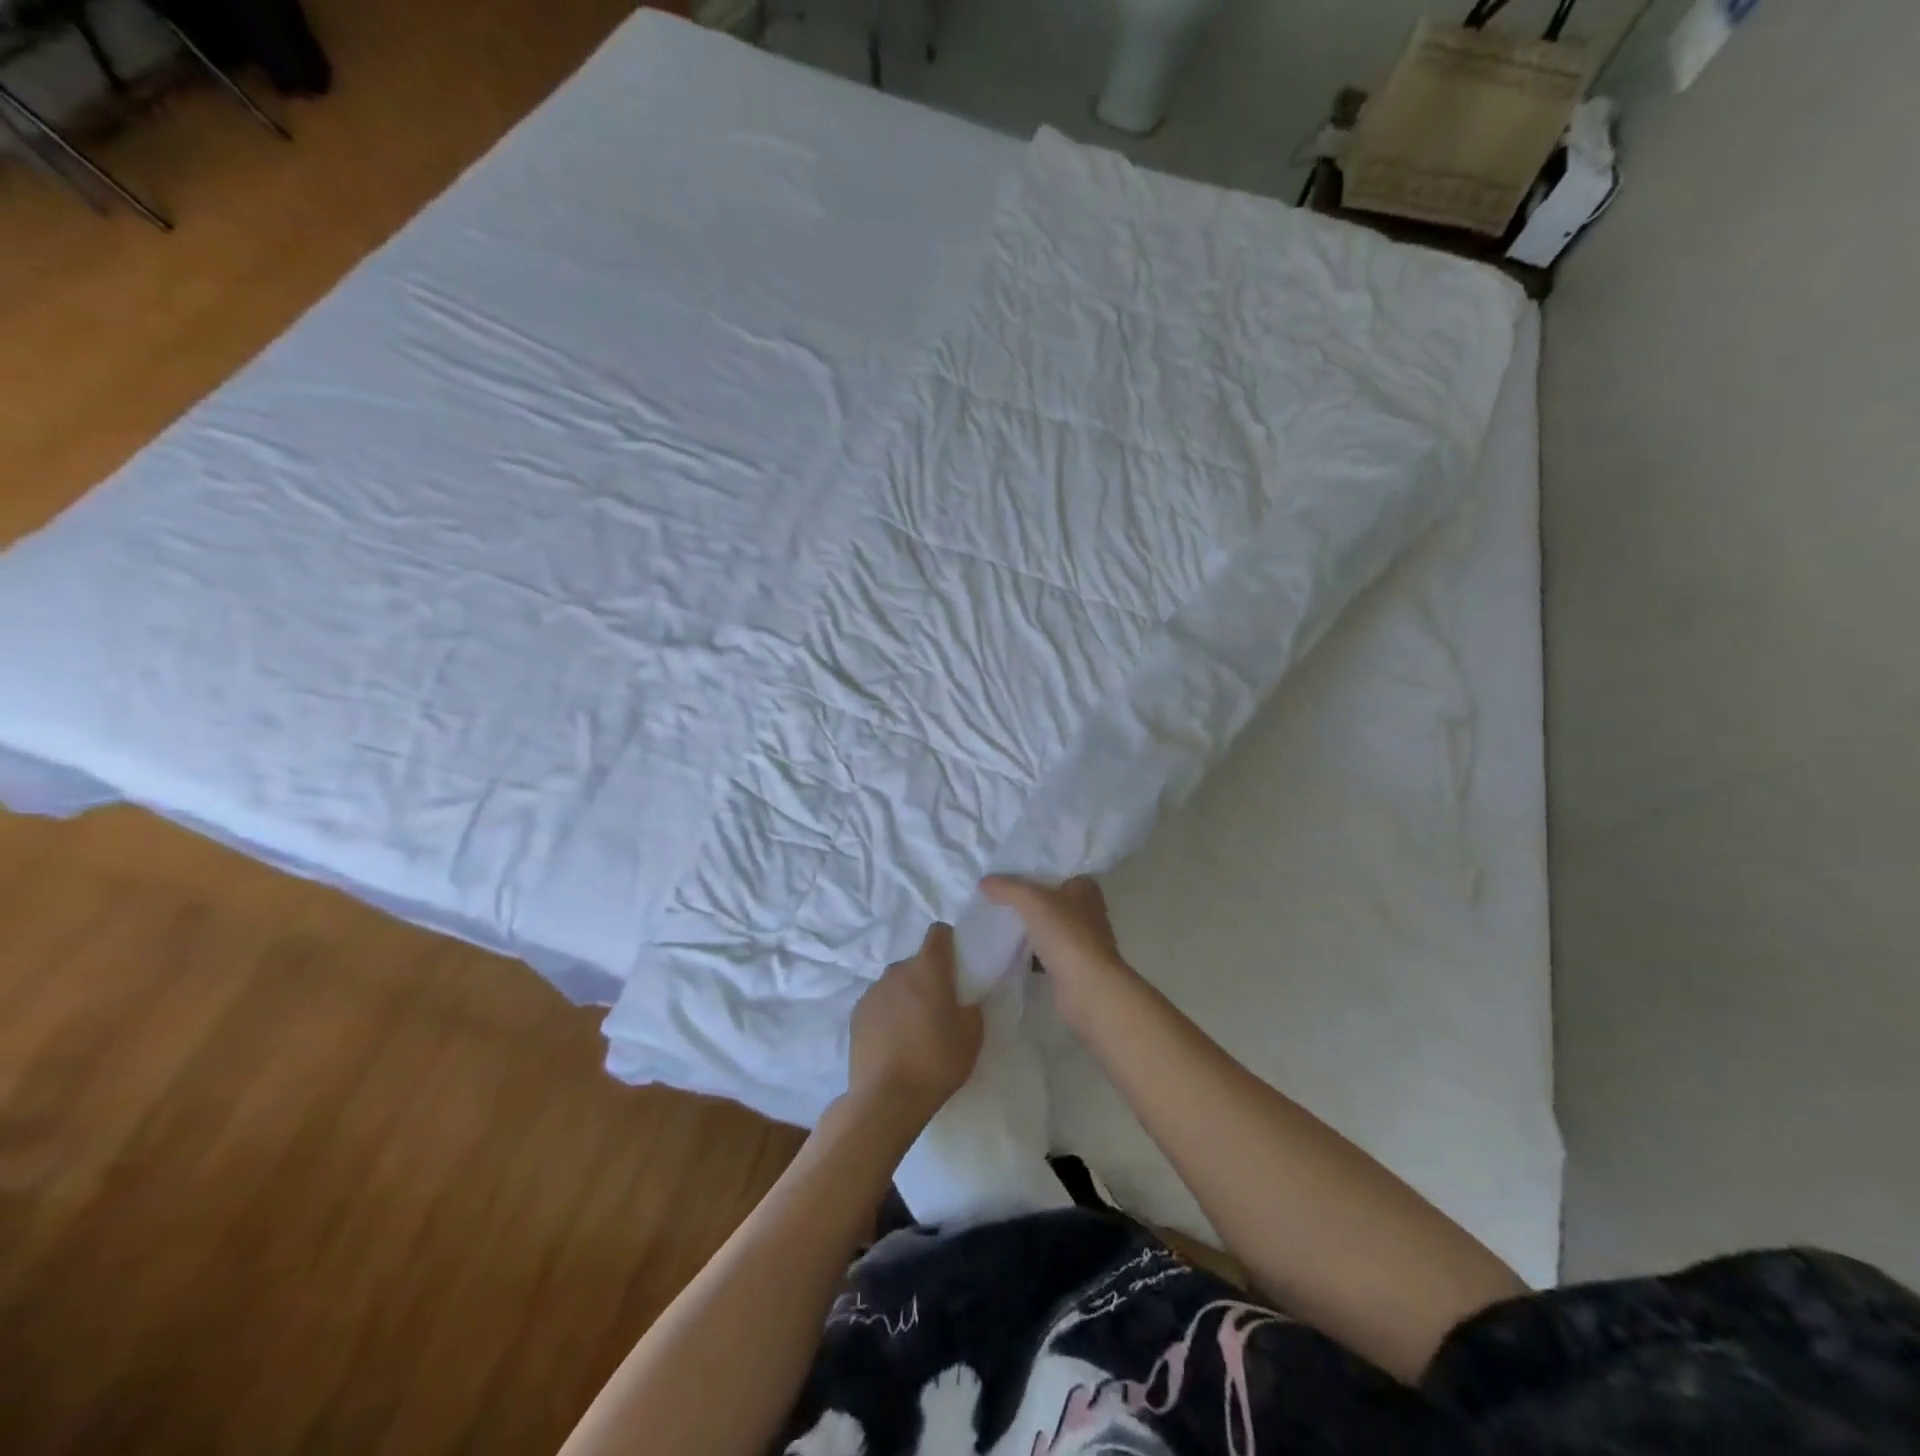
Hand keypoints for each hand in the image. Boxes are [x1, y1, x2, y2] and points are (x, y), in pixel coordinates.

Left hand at [847, 923, 983, 1129]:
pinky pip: (878, 1004)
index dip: (948, 942)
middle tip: (938, 1007)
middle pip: (916, 962)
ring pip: (895, 984)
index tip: (955, 964)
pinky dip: (887, 1014)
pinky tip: (893, 1042)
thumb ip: (970, 1007)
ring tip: (913, 1029)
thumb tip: (963, 1001)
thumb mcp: (972, 1036)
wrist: (885, 1098)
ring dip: (905, 996)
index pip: (938, 933)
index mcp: (927, 969)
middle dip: (927, 977)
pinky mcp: (856, 1015)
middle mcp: (897, 971)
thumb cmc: (936, 1061)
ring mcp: (872, 992)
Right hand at [980, 875, 1133, 1027]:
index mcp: (1084, 888)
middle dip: (1024, 896)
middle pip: (1048, 897)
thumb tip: (984, 882)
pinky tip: (1005, 944)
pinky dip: (1027, 948)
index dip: (1031, 867)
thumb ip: (1008, 888)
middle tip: (993, 890)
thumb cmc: (1067, 935)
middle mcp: (1085, 910)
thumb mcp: (1033, 901)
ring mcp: (1079, 938)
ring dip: (1026, 923)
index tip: (1004, 866)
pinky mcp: (1070, 963)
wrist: (1088, 989)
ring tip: (993, 914)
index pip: (1055, 868)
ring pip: (1045, 924)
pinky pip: (1043, 948)